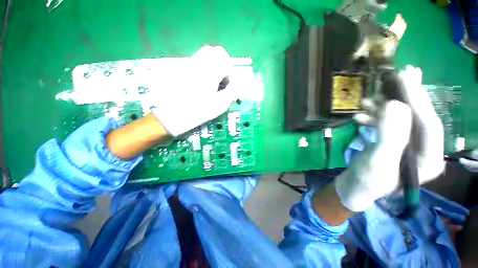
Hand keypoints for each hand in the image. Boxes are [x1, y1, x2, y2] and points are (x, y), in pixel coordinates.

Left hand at [151, 46, 235, 136]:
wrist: (172, 115)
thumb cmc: (198, 111)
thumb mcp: (219, 105)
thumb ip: (231, 92)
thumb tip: (236, 85)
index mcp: (210, 72)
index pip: (226, 61)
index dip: (231, 73)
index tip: (229, 85)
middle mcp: (199, 63)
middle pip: (215, 51)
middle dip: (223, 64)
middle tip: (223, 79)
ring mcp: (188, 64)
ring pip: (205, 54)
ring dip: (214, 65)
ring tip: (214, 81)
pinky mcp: (182, 69)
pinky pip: (197, 61)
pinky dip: (205, 67)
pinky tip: (203, 82)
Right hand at [335, 66, 444, 211]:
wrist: (354, 188)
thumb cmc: (367, 180)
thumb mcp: (377, 161)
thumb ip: (389, 135)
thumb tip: (394, 105)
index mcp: (428, 159)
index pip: (429, 124)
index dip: (418, 100)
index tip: (406, 78)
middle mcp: (423, 150)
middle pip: (419, 118)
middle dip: (410, 96)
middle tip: (405, 72)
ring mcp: (408, 146)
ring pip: (401, 120)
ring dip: (385, 108)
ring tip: (369, 99)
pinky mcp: (393, 143)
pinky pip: (387, 126)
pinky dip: (374, 119)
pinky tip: (360, 116)